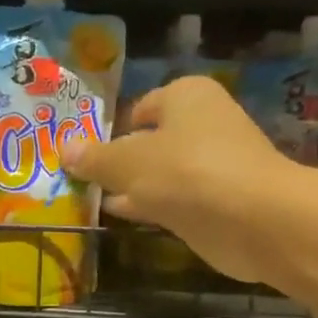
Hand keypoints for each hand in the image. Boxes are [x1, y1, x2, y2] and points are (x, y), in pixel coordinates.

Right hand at [65, 75, 309, 285]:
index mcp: (186, 96)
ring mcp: (213, 165)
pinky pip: (174, 200)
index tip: (85, 154)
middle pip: (150, 141)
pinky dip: (151, 207)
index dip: (112, 128)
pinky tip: (123, 218)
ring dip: (133, 186)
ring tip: (92, 200)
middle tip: (82, 179)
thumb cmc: (186, 173)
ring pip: (161, 173)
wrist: (254, 220)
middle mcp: (204, 123)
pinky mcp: (217, 202)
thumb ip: (94, 158)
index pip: (141, 107)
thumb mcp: (127, 163)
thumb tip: (63, 149)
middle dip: (120, 160)